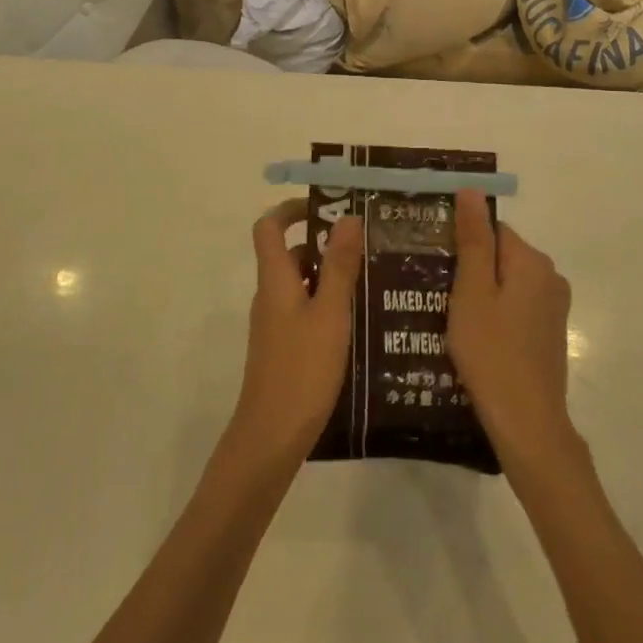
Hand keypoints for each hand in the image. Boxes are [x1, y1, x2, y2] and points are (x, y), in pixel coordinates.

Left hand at [230, 198, 361, 472]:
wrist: (271, 435)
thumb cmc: (303, 368)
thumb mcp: (330, 313)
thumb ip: (339, 266)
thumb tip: (347, 217)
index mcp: (275, 279)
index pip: (269, 227)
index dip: (291, 209)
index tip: (327, 206)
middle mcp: (270, 294)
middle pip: (290, 254)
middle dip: (325, 245)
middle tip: (367, 247)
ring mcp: (275, 322)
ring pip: (301, 283)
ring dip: (331, 276)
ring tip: (373, 281)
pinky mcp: (283, 346)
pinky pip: (304, 309)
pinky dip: (327, 304)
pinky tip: (358, 321)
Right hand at [447, 189, 578, 472]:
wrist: (527, 422)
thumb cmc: (491, 351)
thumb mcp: (471, 291)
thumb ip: (473, 239)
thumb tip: (472, 190)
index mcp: (531, 261)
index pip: (491, 229)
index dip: (460, 242)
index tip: (434, 263)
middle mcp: (550, 276)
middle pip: (500, 254)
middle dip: (468, 268)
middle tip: (434, 291)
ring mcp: (553, 307)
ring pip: (506, 282)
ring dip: (479, 293)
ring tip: (445, 315)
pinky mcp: (549, 333)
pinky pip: (515, 307)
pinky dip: (494, 313)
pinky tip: (471, 336)